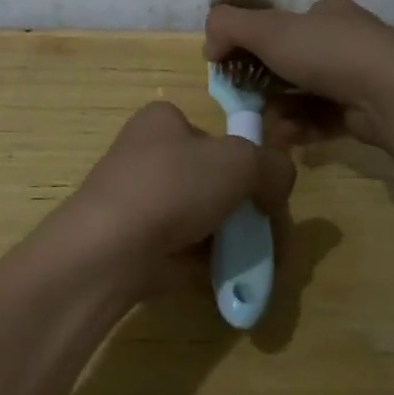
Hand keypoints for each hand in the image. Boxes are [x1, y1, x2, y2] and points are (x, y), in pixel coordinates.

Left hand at [53, 100, 294, 297]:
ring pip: (205, 215)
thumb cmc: (174, 186)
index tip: (267, 189)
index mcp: (162, 121)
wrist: (113, 248)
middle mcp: (148, 154)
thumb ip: (273, 165)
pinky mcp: (140, 241)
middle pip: (214, 178)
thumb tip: (279, 182)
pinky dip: (213, 259)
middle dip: (248, 207)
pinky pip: (189, 246)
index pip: (214, 134)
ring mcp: (142, 200)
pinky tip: (236, 273)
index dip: (246, 159)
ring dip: (235, 236)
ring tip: (261, 258)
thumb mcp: (239, 162)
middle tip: (273, 233)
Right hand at [203, 0, 393, 146]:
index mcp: (328, 14)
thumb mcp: (268, 29)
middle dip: (266, 86)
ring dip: (281, 111)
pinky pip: (323, 118)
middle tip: (249, 103)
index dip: (253, 45)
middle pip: (292, 63)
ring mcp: (360, 77)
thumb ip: (229, 26)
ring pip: (305, 95)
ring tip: (269, 127)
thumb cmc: (328, 54)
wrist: (393, 96)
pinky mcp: (367, 111)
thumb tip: (210, 44)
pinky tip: (289, 138)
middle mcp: (346, 40)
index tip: (234, 68)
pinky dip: (303, 127)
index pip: (282, 25)